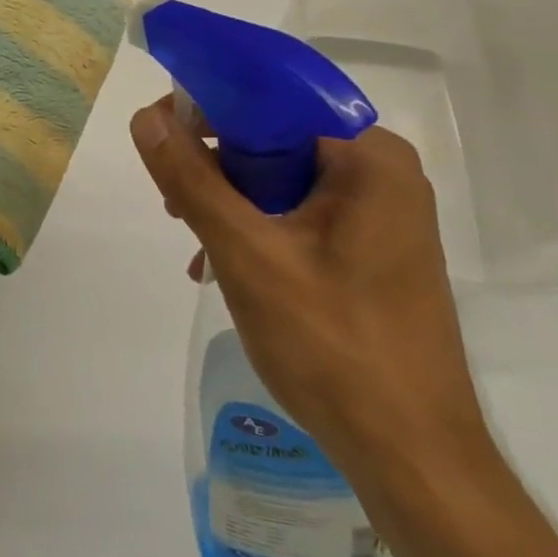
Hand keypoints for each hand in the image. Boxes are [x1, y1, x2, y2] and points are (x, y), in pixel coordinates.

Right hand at [130, 100, 490, 481]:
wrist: (412, 456)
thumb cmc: (331, 344)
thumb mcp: (246, 254)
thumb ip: (192, 179)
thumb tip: (146, 118)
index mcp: (368, 158)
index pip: (273, 100)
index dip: (208, 108)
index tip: (160, 134)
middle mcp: (384, 174)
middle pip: (278, 139)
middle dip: (216, 165)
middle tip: (172, 203)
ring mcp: (384, 216)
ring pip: (285, 181)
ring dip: (232, 203)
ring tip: (195, 245)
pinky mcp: (375, 252)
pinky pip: (303, 216)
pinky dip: (259, 230)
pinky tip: (227, 268)